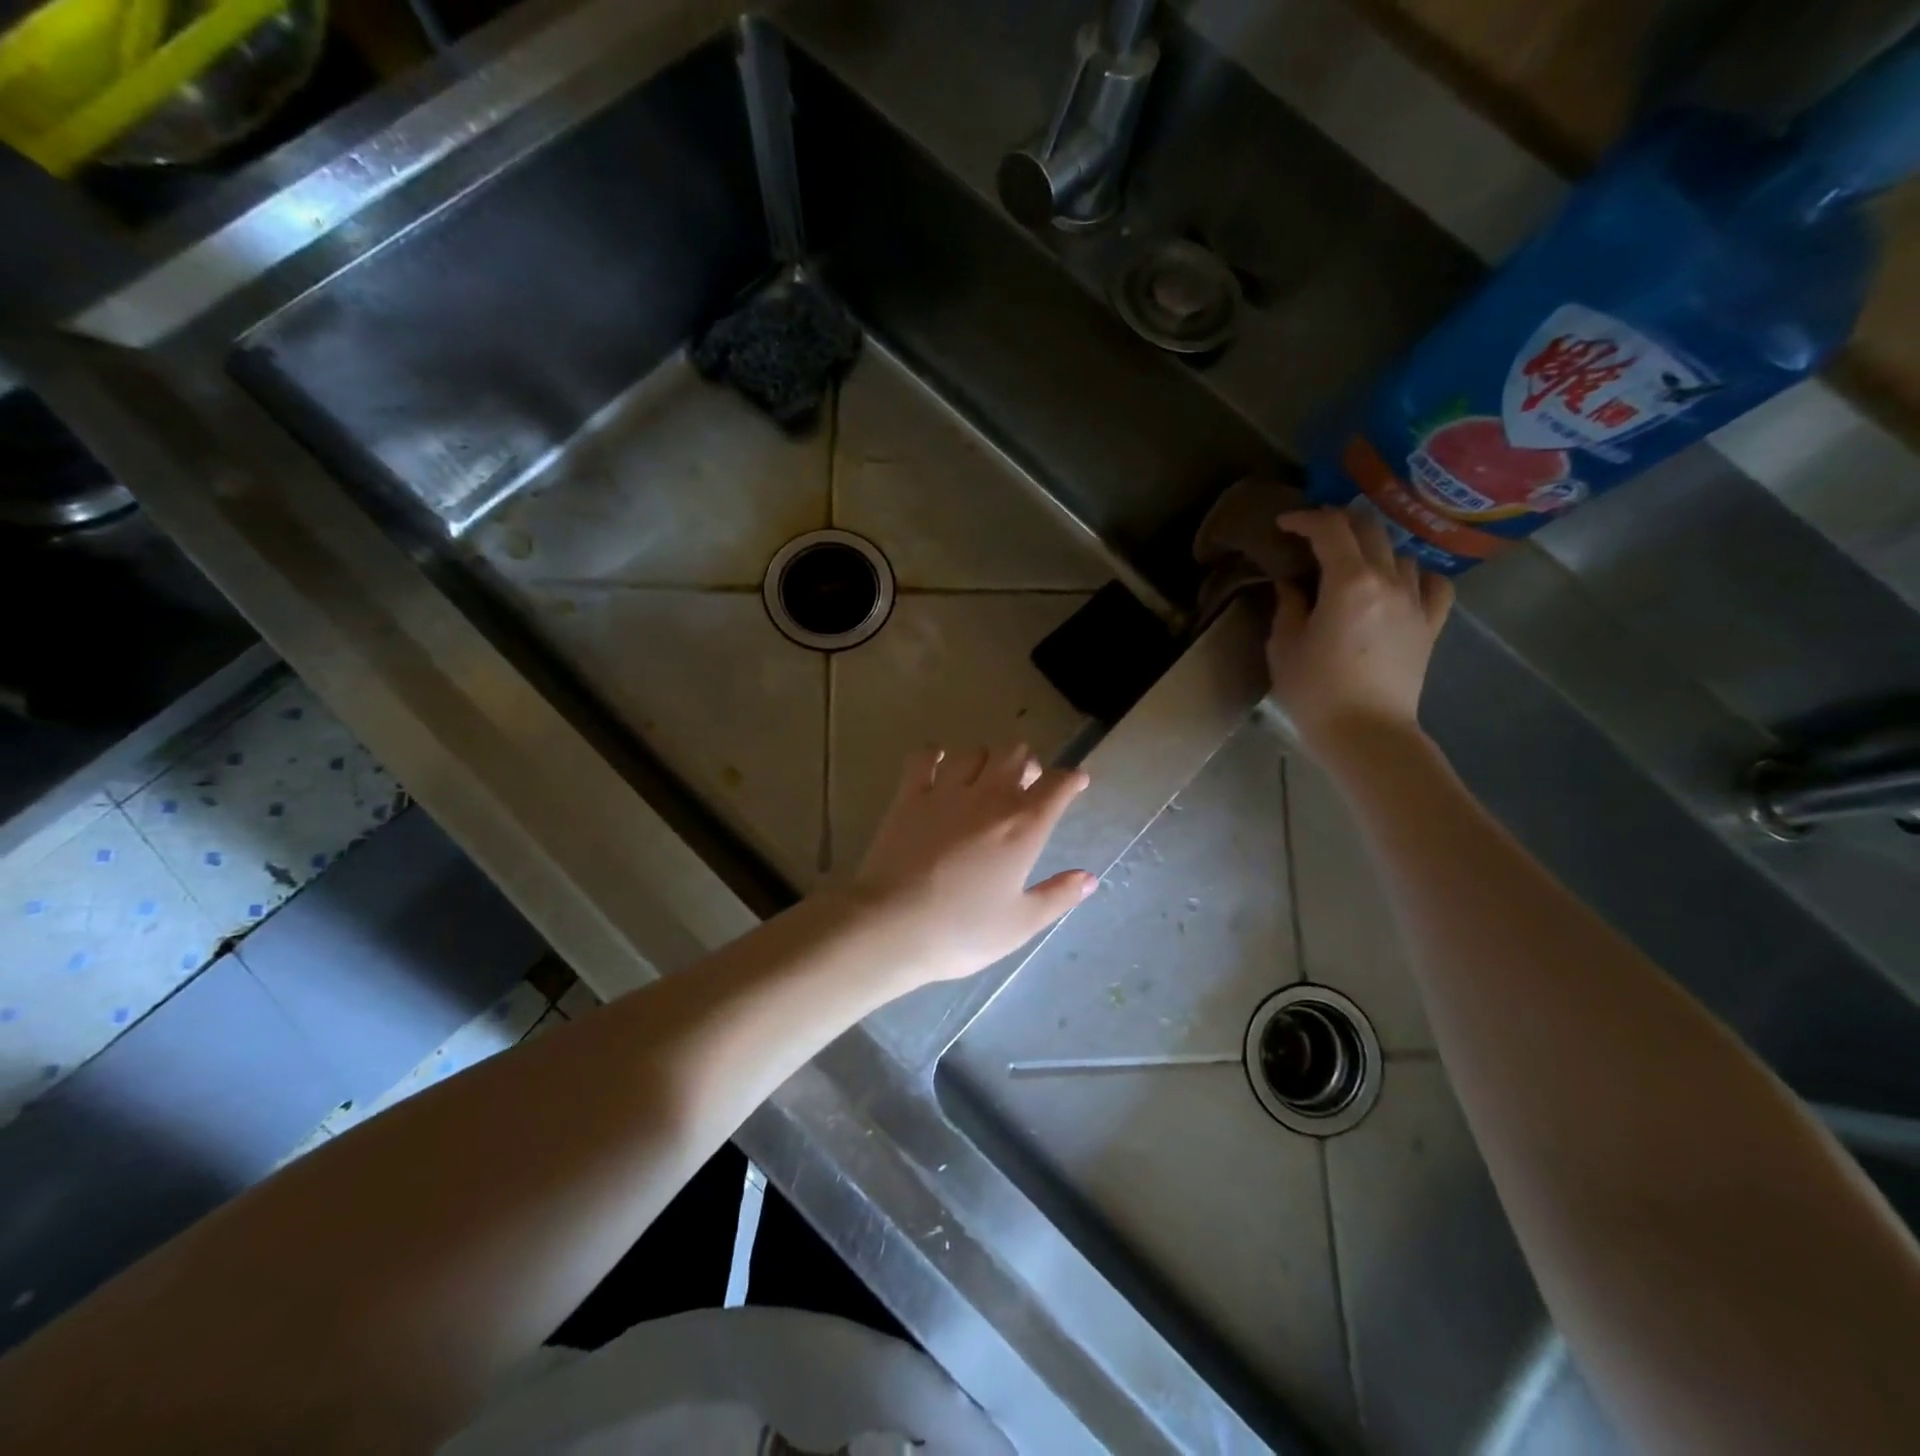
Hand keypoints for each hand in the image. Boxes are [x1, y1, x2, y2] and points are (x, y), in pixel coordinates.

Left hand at [846, 744, 1095, 982]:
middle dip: (1026, 763)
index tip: (1076, 783)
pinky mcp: (910, 795)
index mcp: (1023, 827)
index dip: (1072, 779)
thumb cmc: (962, 931)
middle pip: (1016, 754)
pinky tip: (938, 765)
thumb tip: (1089, 878)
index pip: (1058, 785)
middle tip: (1025, 785)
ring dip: (986, 759)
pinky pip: (925, 757)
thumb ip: (1058, 895)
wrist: (892, 926)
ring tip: (984, 778)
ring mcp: (947, 791)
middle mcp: (990, 798)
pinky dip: (935, 755)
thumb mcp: (1020, 924)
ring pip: (974, 751)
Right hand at [1267, 508, 1453, 766]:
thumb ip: (1288, 605)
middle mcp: (1389, 580)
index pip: (1330, 529)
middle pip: (1368, 530)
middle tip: (1313, 537)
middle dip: (1338, 524)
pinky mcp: (1431, 624)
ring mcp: (1416, 601)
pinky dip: (1414, 575)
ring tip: (1351, 565)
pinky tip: (1398, 585)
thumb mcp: (1284, 646)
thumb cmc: (1315, 692)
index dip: (1305, 519)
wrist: (1366, 733)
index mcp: (1349, 582)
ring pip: (1399, 553)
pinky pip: (1433, 583)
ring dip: (1372, 550)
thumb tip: (1292, 584)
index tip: (1284, 525)